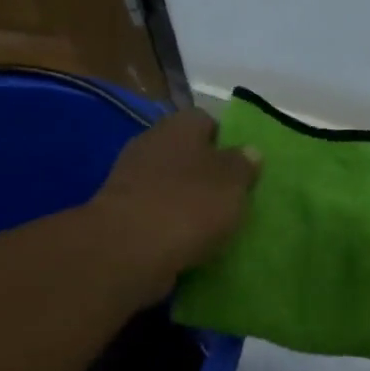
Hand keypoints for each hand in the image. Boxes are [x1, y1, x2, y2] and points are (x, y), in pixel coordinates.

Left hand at [92, 110, 260, 300]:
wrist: (129, 249)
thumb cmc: (189, 205)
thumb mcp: (232, 183)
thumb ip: (243, 165)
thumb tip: (250, 151)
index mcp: (180, 126)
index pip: (207, 121)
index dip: (226, 141)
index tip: (242, 168)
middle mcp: (151, 143)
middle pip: (185, 153)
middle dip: (205, 173)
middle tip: (229, 198)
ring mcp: (131, 178)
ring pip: (169, 183)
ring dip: (187, 200)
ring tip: (212, 225)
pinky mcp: (120, 211)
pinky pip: (155, 212)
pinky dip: (170, 223)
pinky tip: (187, 242)